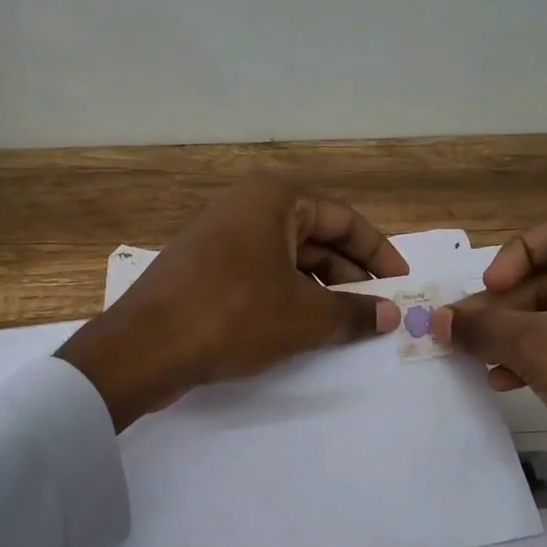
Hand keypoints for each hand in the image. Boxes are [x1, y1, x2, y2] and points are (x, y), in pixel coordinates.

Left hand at [58, 173, 407, 430]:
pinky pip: (261, 274)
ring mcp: (221, 236)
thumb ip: (353, 313)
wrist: (144, 347)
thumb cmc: (233, 316)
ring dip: (320, 290)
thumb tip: (390, 315)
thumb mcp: (304, 317)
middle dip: (350, 275)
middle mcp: (247, 206)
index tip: (402, 283)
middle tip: (378, 311)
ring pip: (288, 259)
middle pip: (316, 237)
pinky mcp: (204, 267)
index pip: (345, 219)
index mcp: (275, 198)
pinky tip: (303, 329)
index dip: (379, 253)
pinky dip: (288, 296)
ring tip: (346, 325)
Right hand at [435, 210, 546, 546]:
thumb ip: (483, 327)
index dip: (519, 253)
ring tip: (476, 357)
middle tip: (464, 329)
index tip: (491, 290)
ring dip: (514, 333)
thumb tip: (434, 318)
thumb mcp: (540, 349)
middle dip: (506, 304)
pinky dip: (537, 356)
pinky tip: (503, 380)